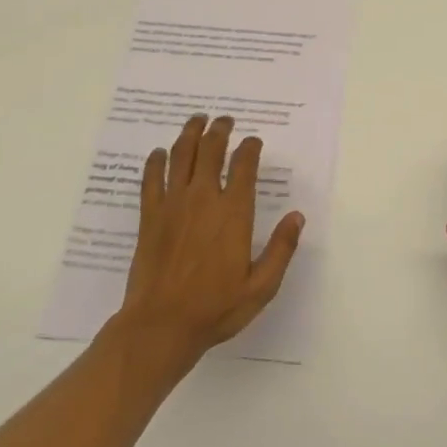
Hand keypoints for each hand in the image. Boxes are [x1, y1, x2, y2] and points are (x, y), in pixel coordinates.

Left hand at [118, 114, 303, 365]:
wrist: (160, 326)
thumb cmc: (215, 308)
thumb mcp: (261, 286)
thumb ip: (281, 249)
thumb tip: (297, 216)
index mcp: (234, 213)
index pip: (244, 165)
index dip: (250, 147)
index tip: (254, 142)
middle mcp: (203, 199)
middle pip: (211, 150)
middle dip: (220, 130)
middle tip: (225, 120)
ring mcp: (173, 205)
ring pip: (181, 155)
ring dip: (190, 133)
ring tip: (197, 120)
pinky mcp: (149, 216)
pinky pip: (151, 178)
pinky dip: (156, 161)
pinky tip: (160, 153)